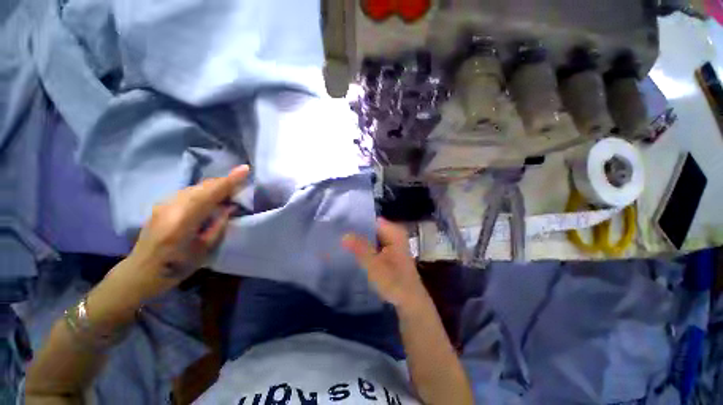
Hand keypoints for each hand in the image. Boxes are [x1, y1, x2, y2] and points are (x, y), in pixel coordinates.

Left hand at [112, 165, 248, 300]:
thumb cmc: (177, 266)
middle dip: (224, 182)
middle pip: (202, 186)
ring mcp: (164, 203)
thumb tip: (230, 206)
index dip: (229, 180)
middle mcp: (171, 206)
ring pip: (195, 187)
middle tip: (241, 183)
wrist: (141, 271)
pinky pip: (188, 192)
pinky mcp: (161, 204)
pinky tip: (210, 198)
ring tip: (228, 192)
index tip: (245, 169)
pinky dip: (203, 191)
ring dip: (214, 187)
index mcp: (183, 220)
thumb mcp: (205, 248)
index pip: (210, 193)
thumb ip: (218, 224)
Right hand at [342, 219, 428, 308]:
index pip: (370, 219)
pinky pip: (373, 243)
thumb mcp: (376, 266)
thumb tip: (343, 235)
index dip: (355, 221)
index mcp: (394, 231)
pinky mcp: (388, 251)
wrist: (410, 301)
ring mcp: (391, 241)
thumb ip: (360, 249)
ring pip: (370, 235)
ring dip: (358, 238)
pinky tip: (351, 250)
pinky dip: (363, 246)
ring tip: (339, 240)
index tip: (338, 224)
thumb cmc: (395, 283)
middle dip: (355, 230)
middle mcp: (393, 232)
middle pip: (370, 226)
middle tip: (336, 233)